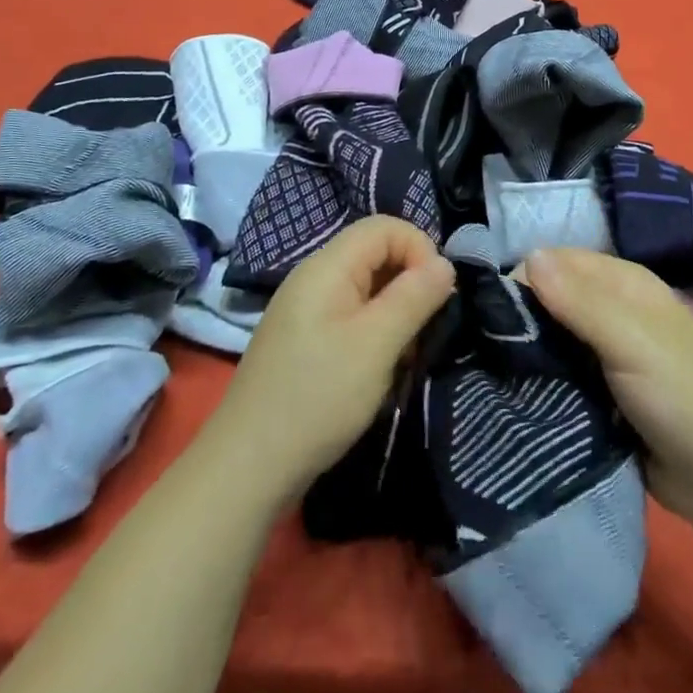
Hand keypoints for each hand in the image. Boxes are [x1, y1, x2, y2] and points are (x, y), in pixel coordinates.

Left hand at [204, 216, 455, 503]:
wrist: (247, 466)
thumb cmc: (318, 397)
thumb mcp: (376, 345)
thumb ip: (414, 296)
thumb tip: (444, 263)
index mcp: (327, 266)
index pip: (384, 226)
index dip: (419, 248)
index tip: (436, 295)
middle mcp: (313, 277)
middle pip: (375, 253)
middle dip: (409, 283)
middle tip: (424, 330)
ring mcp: (305, 309)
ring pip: (366, 287)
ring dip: (395, 312)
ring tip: (404, 356)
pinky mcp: (304, 339)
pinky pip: (350, 315)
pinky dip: (375, 332)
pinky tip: (380, 369)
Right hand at [516, 248, 692, 528]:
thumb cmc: (679, 395)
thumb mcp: (629, 340)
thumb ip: (578, 300)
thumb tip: (528, 256)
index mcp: (626, 282)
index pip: (559, 261)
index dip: (527, 278)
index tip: (496, 312)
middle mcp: (615, 308)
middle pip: (554, 297)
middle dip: (525, 315)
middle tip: (490, 343)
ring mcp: (608, 350)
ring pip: (555, 335)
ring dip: (531, 348)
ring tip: (495, 366)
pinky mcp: (601, 388)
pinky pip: (562, 370)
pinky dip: (544, 375)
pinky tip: (519, 388)